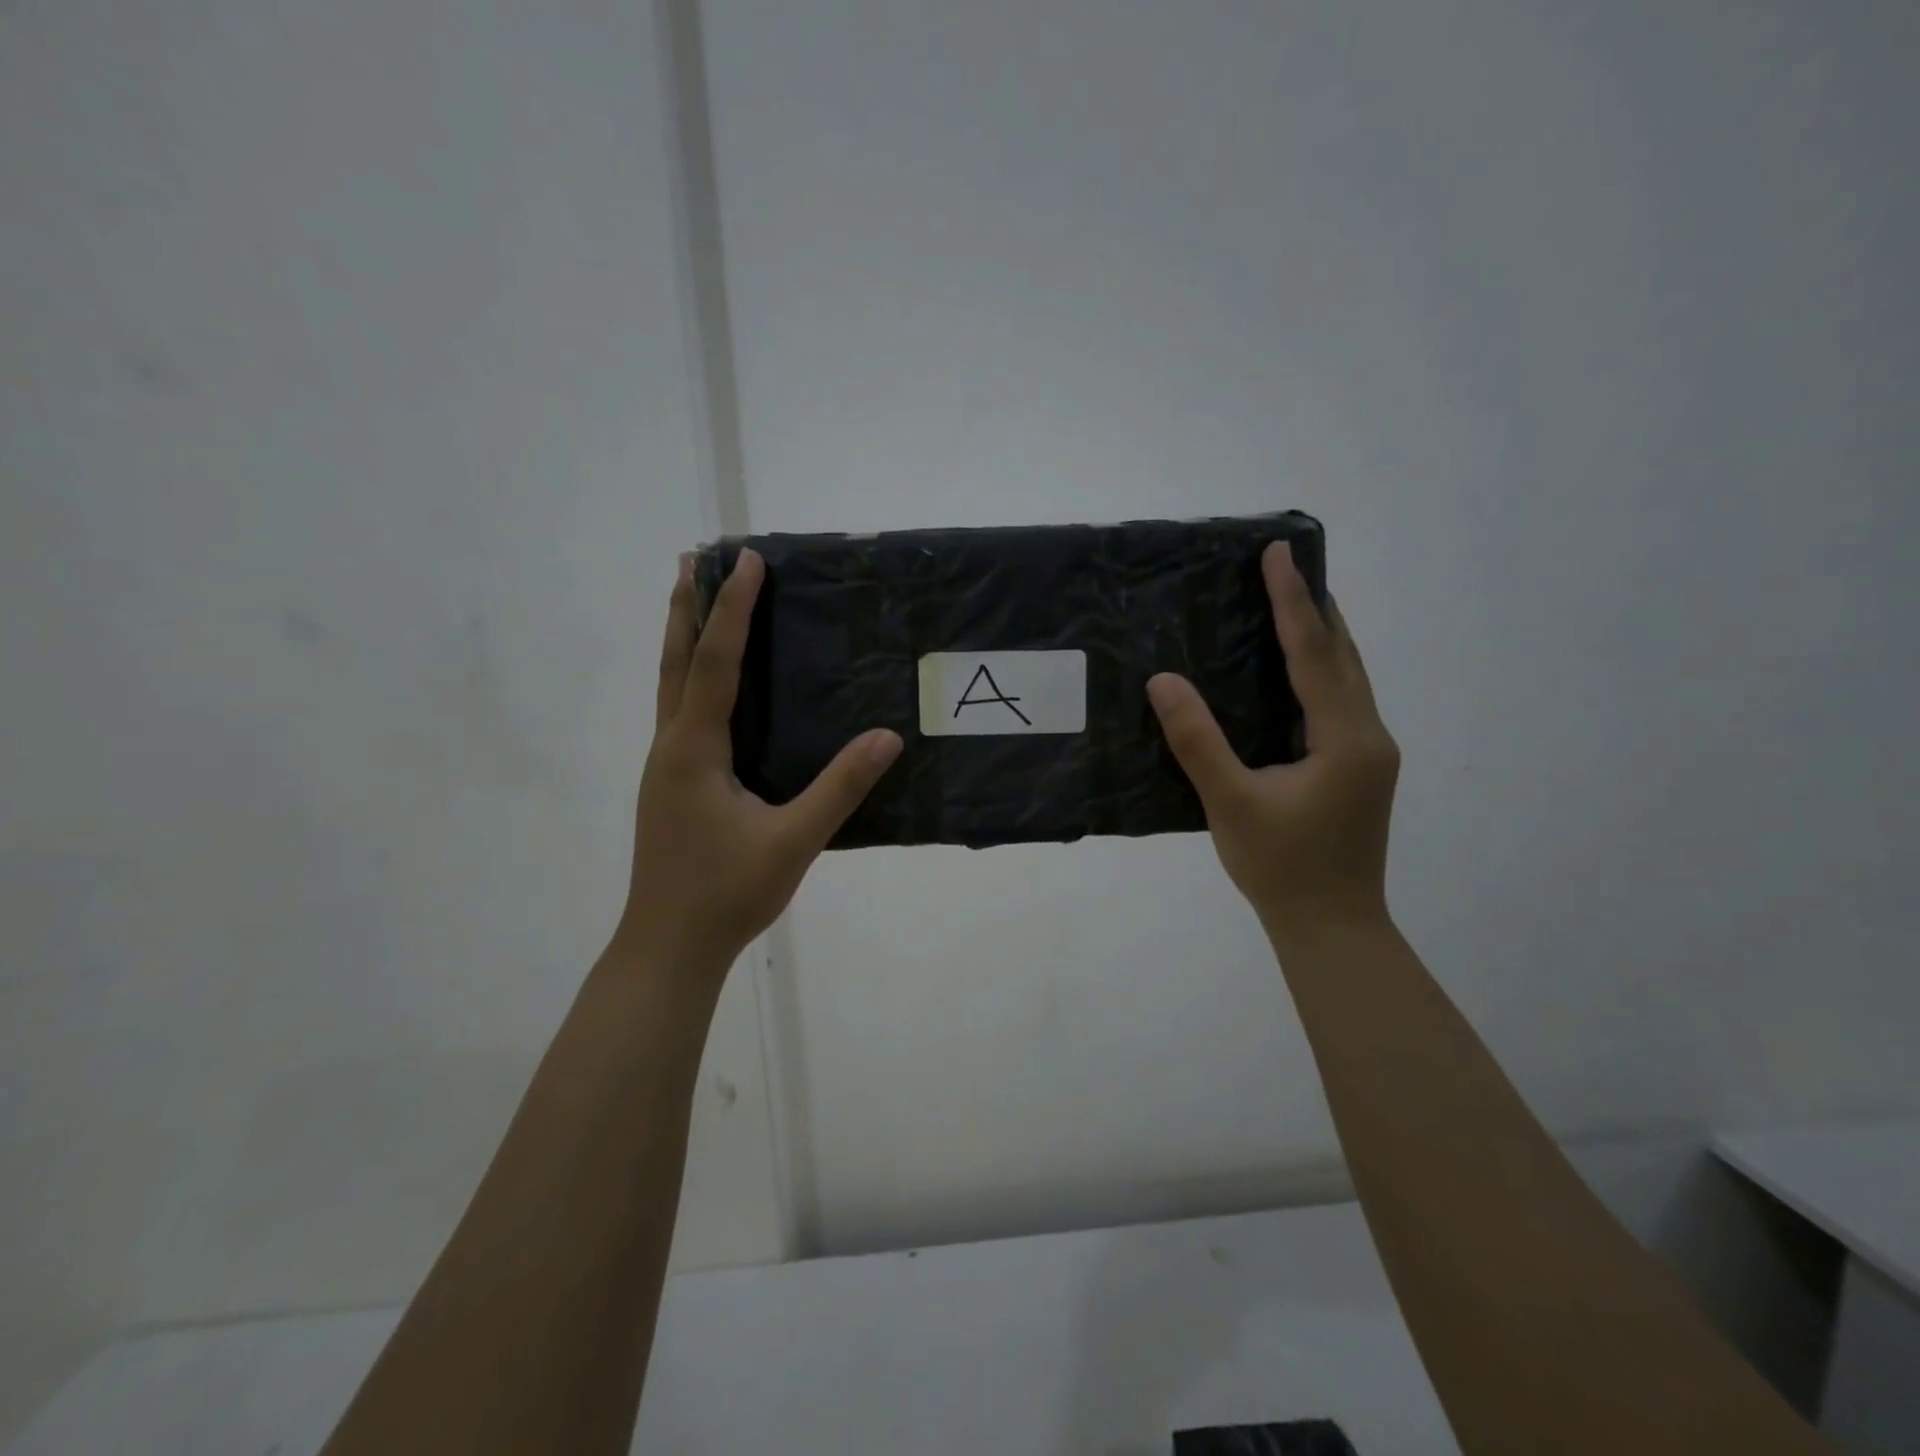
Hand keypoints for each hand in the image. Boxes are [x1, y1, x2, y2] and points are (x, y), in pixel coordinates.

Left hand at [616, 548, 902, 981]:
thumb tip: (887, 737)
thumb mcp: (792, 841)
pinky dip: (690, 678)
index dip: (732, 609)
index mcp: (695, 749)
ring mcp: (666, 767)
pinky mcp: (672, 785)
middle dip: (687, 607)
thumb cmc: (726, 893)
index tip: (747, 560)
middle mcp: (672, 746)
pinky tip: (711, 689)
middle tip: (695, 558)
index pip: (716, 663)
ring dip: (683, 639)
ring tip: (695, 602)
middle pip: (675, 661)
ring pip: (671, 686)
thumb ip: (840, 788)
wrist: (668, 947)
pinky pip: (680, 712)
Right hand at [1147, 542, 1398, 944]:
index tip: (1278, 553)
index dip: (1294, 600)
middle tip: (1284, 566)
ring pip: (1348, 677)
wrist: (1332, 925)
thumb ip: (1197, 741)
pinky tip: (1293, 671)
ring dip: (1321, 637)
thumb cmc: (1281, 867)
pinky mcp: (1359, 768)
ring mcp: (1368, 753)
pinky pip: (1340, 701)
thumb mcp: (1230, 803)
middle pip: (1344, 656)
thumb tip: (1163, 680)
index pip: (1315, 653)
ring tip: (1290, 603)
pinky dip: (1319, 670)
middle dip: (1316, 607)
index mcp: (1345, 738)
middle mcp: (1368, 735)